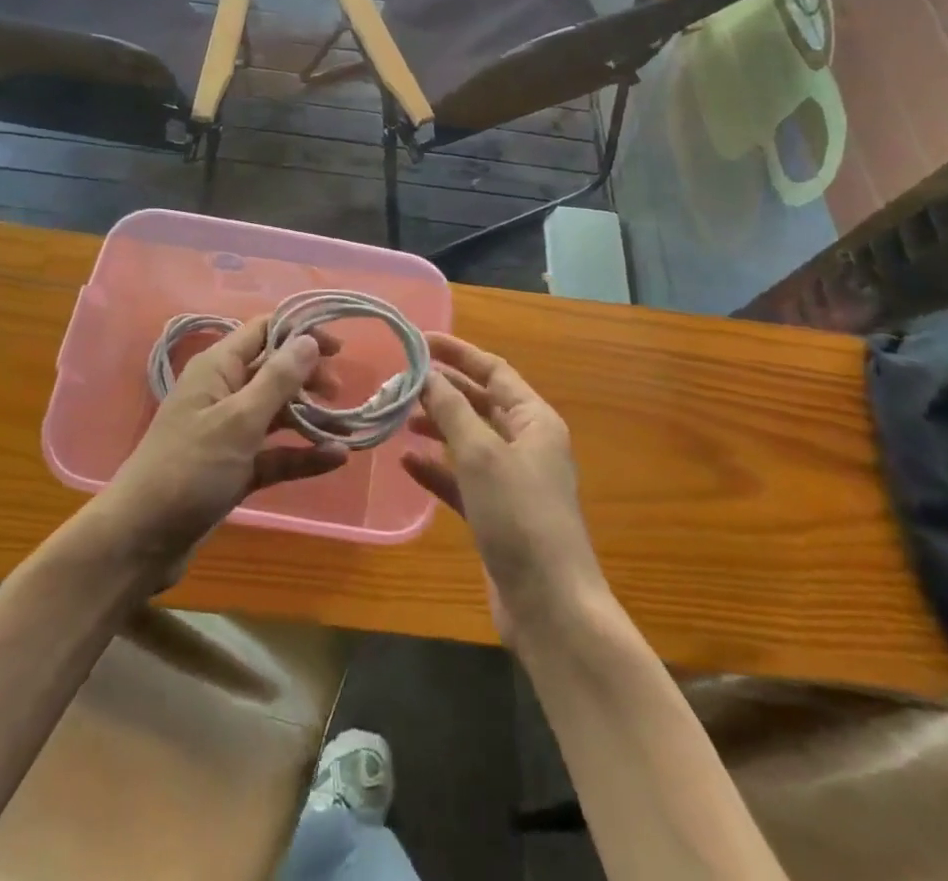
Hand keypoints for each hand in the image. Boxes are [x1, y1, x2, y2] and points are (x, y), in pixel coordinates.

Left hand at [98, 316, 348, 570]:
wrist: (141, 540)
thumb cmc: (189, 468)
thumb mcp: (238, 420)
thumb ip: (277, 379)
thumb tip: (309, 339)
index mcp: (217, 368)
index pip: (263, 331)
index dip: (300, 333)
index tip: (339, 349)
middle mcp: (223, 392)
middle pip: (273, 371)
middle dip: (308, 377)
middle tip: (339, 393)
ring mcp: (228, 433)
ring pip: (277, 414)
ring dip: (310, 418)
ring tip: (347, 427)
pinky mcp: (234, 469)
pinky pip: (274, 453)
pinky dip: (301, 454)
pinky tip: (334, 459)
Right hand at [402, 334, 607, 642]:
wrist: (550, 606)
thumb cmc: (520, 516)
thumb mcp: (481, 454)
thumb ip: (452, 410)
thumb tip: (427, 374)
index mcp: (534, 420)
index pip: (493, 371)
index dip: (457, 352)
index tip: (418, 341)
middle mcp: (525, 443)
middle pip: (479, 403)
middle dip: (442, 390)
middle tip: (399, 380)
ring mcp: (511, 480)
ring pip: (467, 440)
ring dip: (435, 427)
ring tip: (397, 417)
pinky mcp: (496, 513)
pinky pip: (461, 478)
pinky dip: (436, 468)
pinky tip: (406, 463)